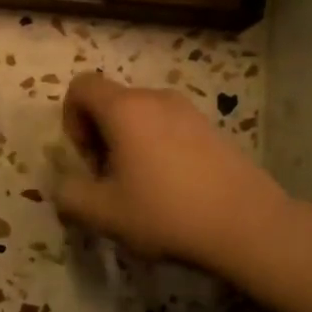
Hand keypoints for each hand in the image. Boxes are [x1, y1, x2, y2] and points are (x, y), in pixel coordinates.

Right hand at [54, 74, 279, 271]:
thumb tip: (63, 186)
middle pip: (111, 102)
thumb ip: (69, 195)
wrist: (248, 225)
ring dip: (128, 144)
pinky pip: (168, 127)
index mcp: (125, 109)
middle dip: (99, 137)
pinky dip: (157, 148)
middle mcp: (156, 98)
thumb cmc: (167, 213)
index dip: (71, 119)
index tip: (87, 159)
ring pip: (141, 116)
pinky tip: (172, 189)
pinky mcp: (212, 129)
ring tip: (140, 188)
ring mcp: (189, 111)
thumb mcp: (103, 213)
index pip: (81, 86)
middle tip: (109, 181)